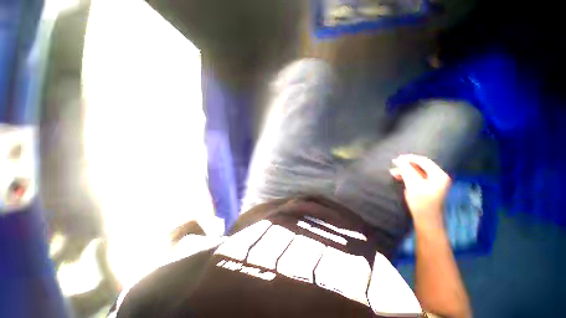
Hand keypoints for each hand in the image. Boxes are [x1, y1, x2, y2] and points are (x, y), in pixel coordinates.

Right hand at [390, 154, 450, 226]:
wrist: (426, 220)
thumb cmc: (421, 202)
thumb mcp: (413, 184)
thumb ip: (406, 170)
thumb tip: (398, 160)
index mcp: (439, 175)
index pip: (424, 161)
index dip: (410, 158)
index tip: (397, 158)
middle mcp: (437, 177)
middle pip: (420, 166)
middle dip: (406, 164)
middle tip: (394, 163)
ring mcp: (432, 182)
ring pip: (416, 172)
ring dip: (404, 171)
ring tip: (393, 171)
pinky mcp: (426, 187)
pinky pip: (415, 178)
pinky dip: (406, 176)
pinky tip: (397, 176)